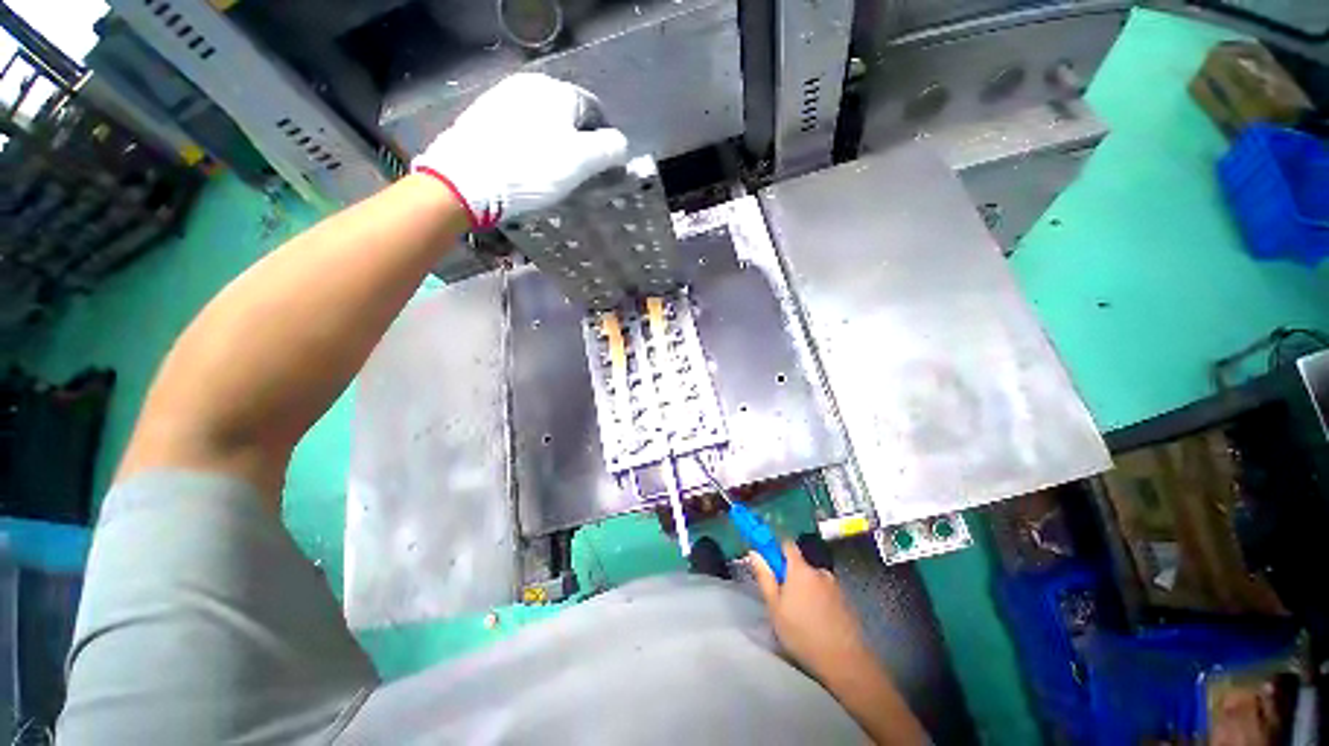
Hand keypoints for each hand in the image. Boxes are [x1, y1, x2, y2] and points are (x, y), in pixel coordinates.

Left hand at [411, 73, 629, 228]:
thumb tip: (622, 143)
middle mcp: (529, 84)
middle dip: (577, 143)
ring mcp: (502, 98)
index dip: (603, 142)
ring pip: (542, 123)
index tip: (600, 170)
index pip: (594, 112)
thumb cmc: (532, 169)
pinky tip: (523, 167)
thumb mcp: (581, 162)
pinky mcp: (483, 116)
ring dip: (552, 145)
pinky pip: (519, 129)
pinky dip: (528, 146)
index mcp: (557, 91)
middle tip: (575, 175)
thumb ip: (609, 149)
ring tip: (548, 175)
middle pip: (567, 116)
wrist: (467, 180)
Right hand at [749, 540, 868, 676]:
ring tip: (803, 615)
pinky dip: (820, 600)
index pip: (787, 544)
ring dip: (807, 589)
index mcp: (800, 569)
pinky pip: (827, 592)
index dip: (777, 550)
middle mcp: (819, 571)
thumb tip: (754, 553)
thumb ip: (764, 577)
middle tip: (785, 599)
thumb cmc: (802, 633)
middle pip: (801, 565)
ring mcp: (835, 585)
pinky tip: (818, 622)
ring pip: (814, 580)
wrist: (844, 661)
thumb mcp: (775, 607)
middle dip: (791, 576)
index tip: (770, 564)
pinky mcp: (846, 601)